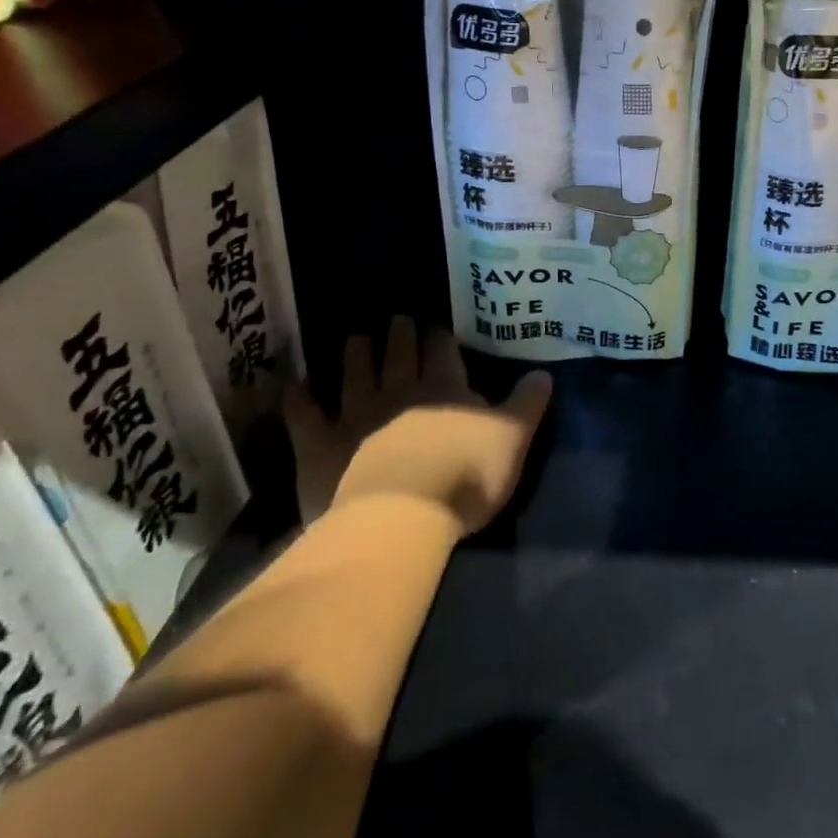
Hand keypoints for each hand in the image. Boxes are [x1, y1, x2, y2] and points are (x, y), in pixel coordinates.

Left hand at [285, 316, 551, 534]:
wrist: (400, 518)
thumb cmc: (465, 478)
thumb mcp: (513, 440)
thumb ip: (527, 404)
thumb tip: (543, 373)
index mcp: (445, 389)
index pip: (444, 352)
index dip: (441, 339)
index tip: (438, 328)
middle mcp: (399, 392)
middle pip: (399, 355)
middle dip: (400, 336)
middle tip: (398, 319)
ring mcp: (356, 416)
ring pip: (355, 375)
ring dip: (357, 355)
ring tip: (356, 337)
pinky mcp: (321, 446)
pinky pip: (306, 416)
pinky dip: (299, 399)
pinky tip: (293, 385)